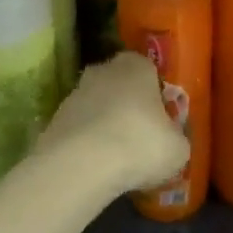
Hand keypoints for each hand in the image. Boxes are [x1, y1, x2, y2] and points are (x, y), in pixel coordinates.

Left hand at [38, 52, 189, 195]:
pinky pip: (79, 129)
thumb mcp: (178, 148)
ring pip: (97, 107)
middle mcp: (104, 69)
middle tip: (140, 139)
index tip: (161, 122)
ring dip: (105, 126)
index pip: (150, 72)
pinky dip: (86, 144)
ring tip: (116, 160)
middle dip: (128, 108)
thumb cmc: (139, 144)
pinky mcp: (55, 118)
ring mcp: (75, 92)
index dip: (156, 96)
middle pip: (121, 86)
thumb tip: (171, 141)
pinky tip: (95, 167)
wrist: (81, 165)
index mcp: (137, 65)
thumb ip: (176, 138)